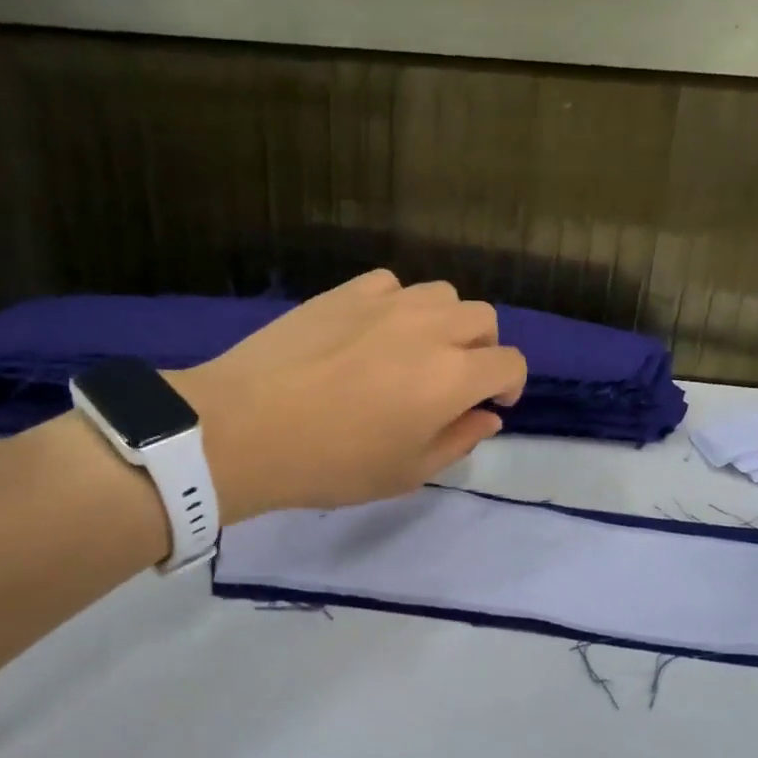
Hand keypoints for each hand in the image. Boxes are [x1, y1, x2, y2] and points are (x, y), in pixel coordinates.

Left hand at [168, 271, 526, 524]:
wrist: (246, 428)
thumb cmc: (332, 463)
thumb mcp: (406, 472)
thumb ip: (458, 441)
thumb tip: (487, 417)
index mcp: (452, 375)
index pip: (509, 363)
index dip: (511, 384)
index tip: (493, 404)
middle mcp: (429, 327)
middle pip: (482, 318)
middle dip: (483, 349)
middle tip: (456, 379)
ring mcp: (385, 302)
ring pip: (441, 294)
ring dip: (445, 322)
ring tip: (418, 350)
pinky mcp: (345, 291)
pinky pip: (392, 285)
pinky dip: (399, 305)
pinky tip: (375, 331)